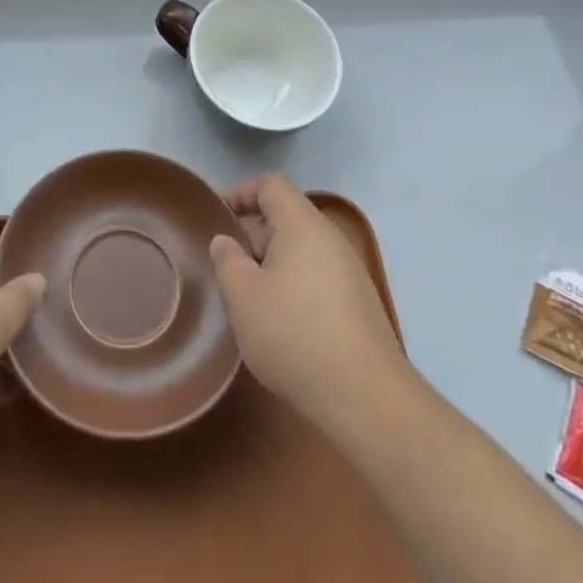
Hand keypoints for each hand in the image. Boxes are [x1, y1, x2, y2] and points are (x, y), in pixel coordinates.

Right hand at [210, 175, 406, 427]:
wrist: (365, 396)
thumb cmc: (295, 335)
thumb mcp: (244, 297)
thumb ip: (227, 260)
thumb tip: (225, 241)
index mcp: (303, 225)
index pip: (271, 186)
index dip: (241, 192)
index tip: (217, 214)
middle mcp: (330, 238)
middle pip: (287, 216)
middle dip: (253, 232)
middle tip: (227, 263)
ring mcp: (349, 270)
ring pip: (301, 248)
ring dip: (271, 261)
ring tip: (248, 295)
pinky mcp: (358, 301)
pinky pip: (317, 273)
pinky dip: (292, 282)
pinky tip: (279, 320)